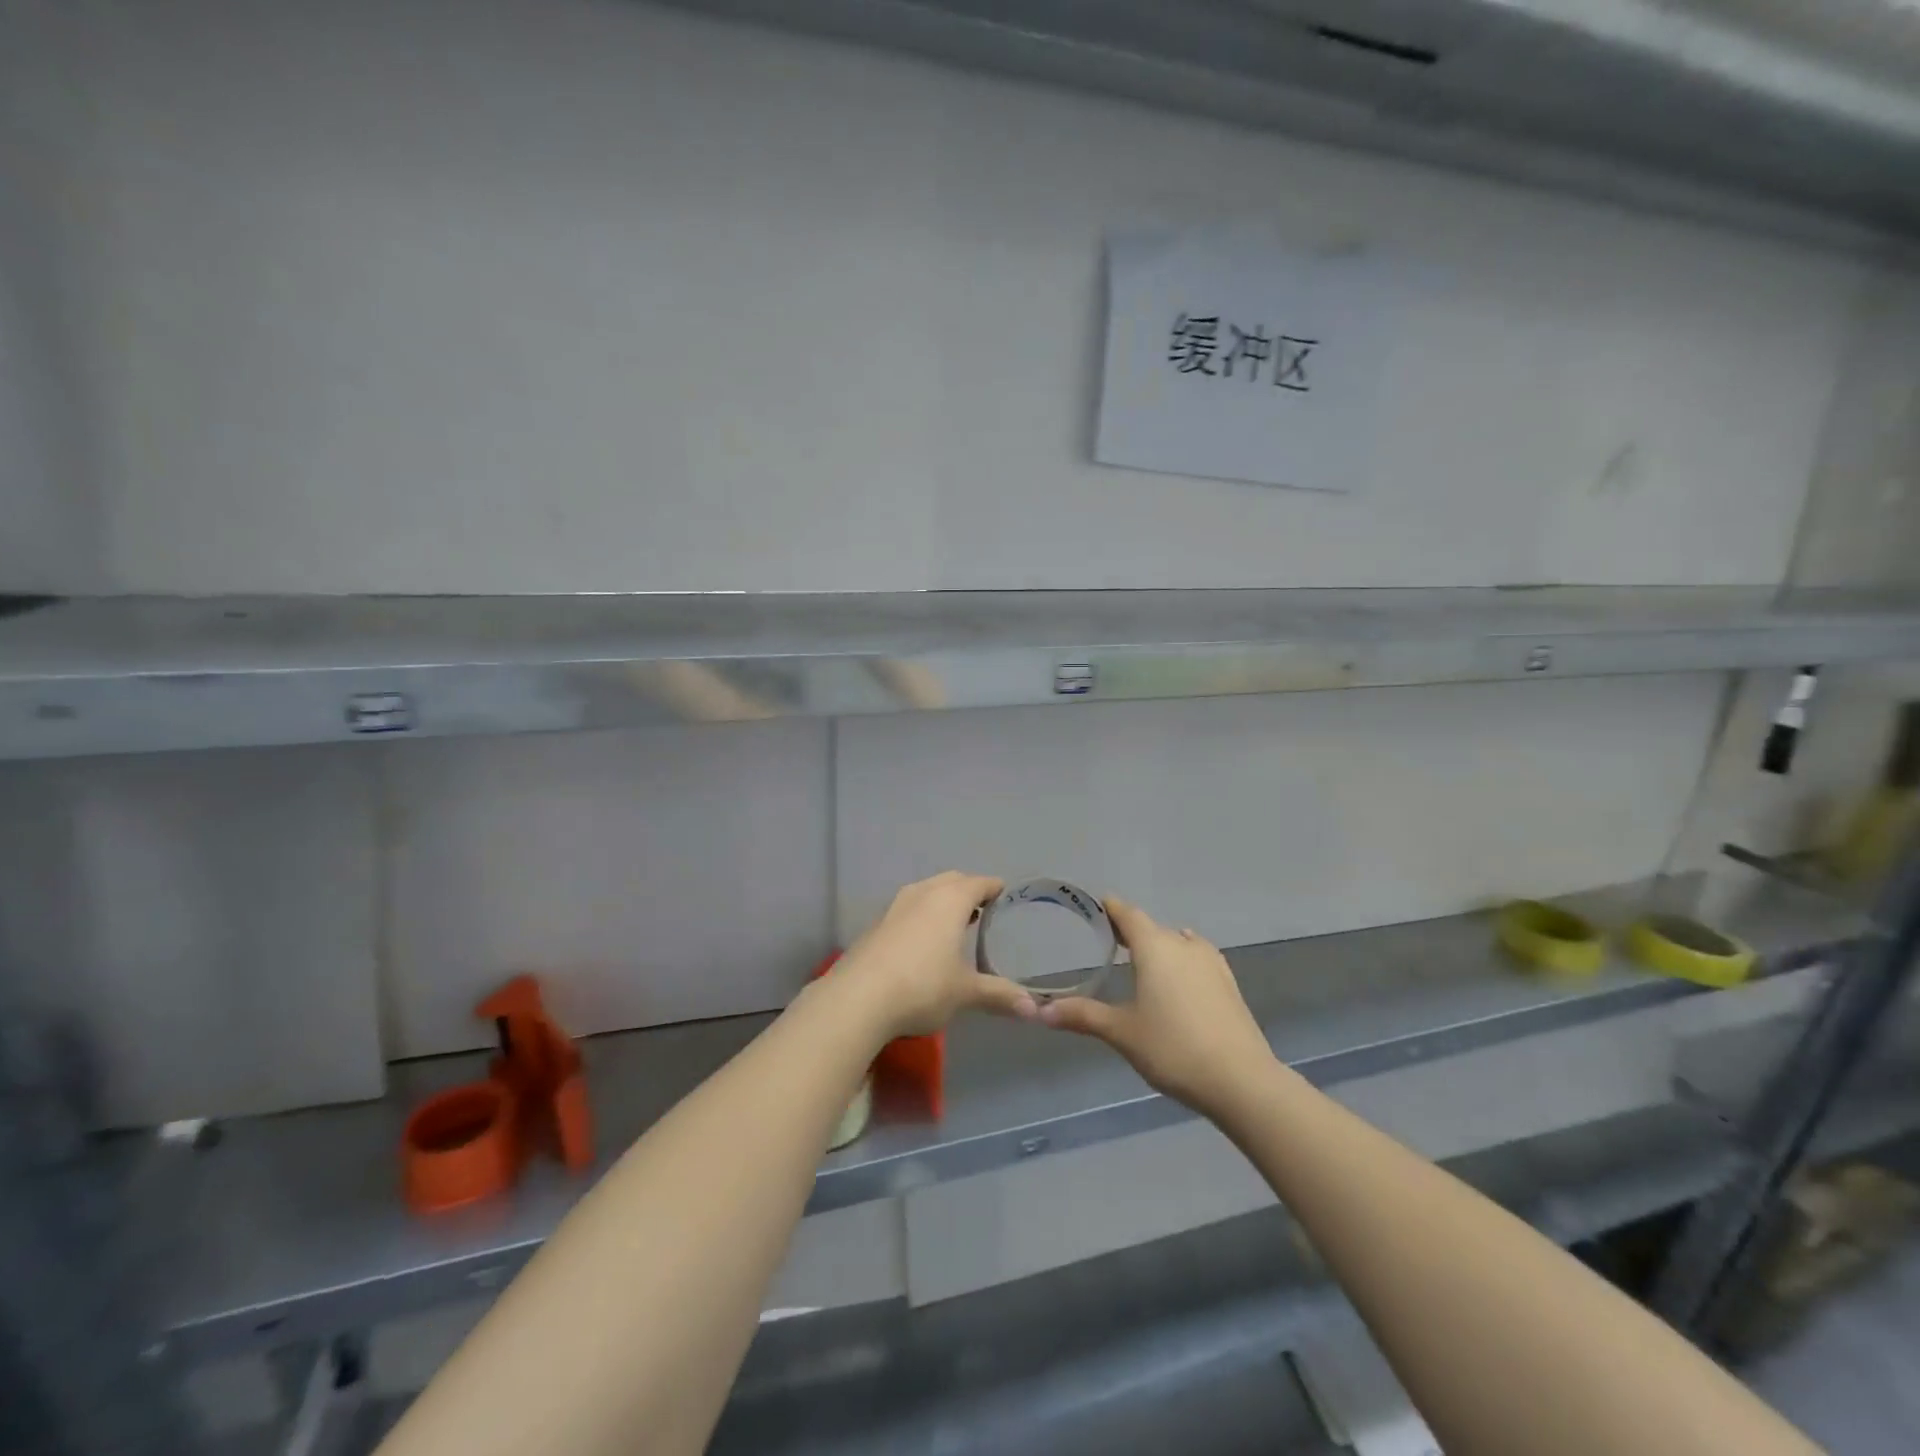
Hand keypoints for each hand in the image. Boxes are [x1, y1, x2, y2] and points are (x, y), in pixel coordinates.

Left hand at [831, 872, 1037, 1038]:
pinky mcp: (875, 925)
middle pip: (951, 881)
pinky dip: (921, 916)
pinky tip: (923, 942)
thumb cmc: (922, 986)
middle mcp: (922, 893)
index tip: (1006, 895)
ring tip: (955, 924)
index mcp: (950, 900)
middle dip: (968, 890)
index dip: (994, 888)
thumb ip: (999, 995)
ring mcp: (895, 907)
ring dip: (942, 901)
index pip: (979, 882)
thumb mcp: (965, 992)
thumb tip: (1033, 1009)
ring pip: (926, 892)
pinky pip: (907, 909)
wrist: (857, 998)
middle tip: (984, 910)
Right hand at [1040, 897, 1274, 1120]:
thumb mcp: (1122, 1032)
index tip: (1094, 908)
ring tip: (1140, 962)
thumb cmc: (1173, 1048)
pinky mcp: (1228, 982)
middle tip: (1107, 942)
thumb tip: (1041, 1011)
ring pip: (1177, 942)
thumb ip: (1083, 1016)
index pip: (1128, 914)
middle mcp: (1183, 944)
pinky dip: (1181, 961)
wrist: (1241, 1079)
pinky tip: (1177, 979)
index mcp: (1154, 947)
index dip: (1110, 909)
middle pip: (1151, 927)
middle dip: (1130, 931)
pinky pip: (1197, 958)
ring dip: (1158, 946)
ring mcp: (1210, 962)